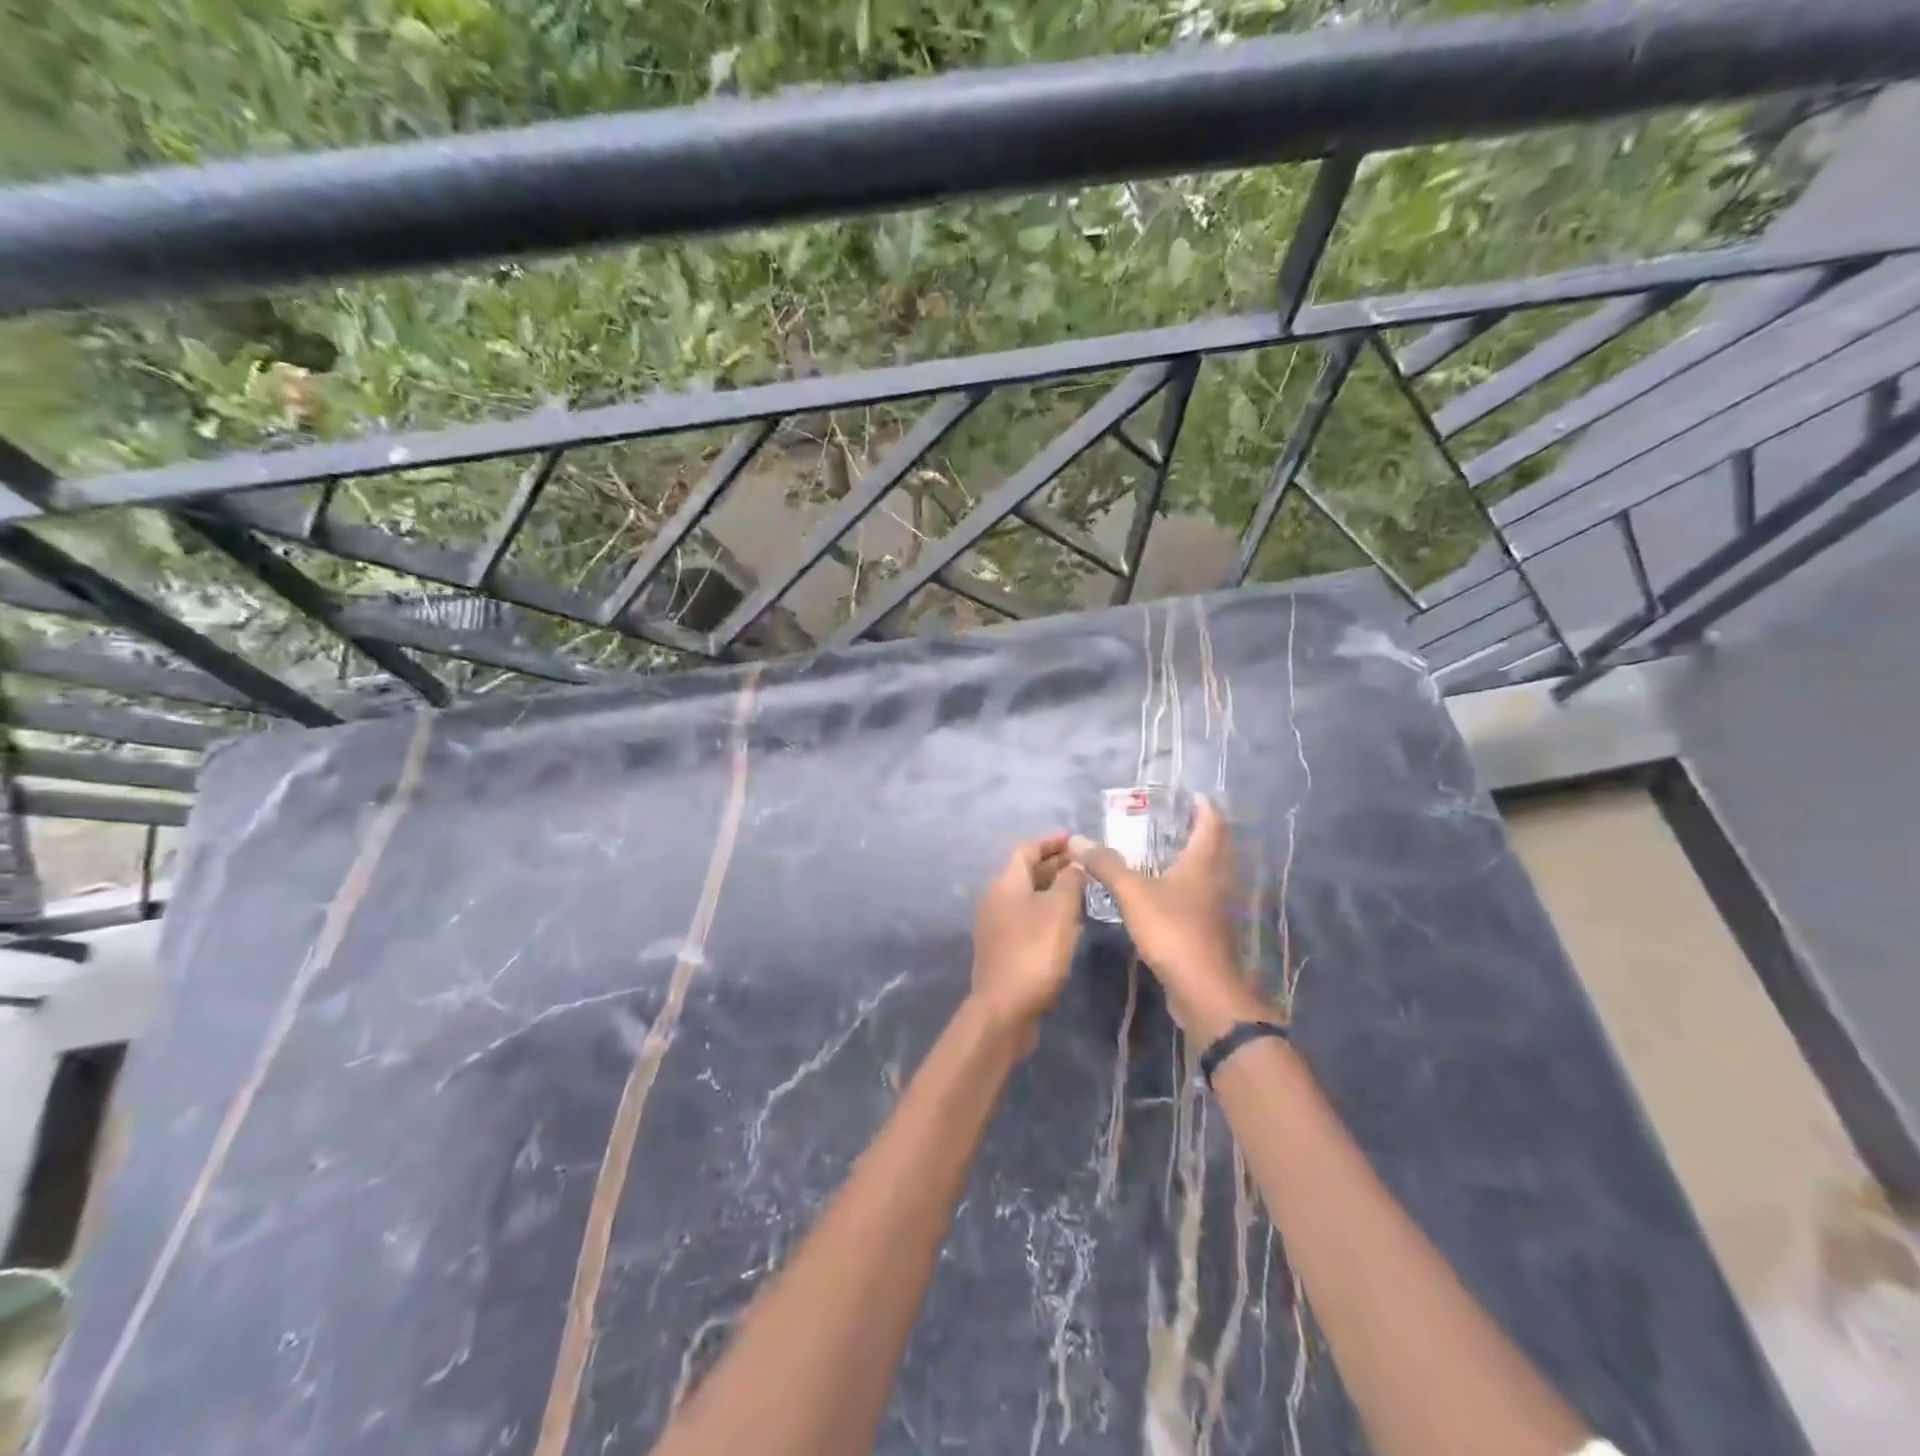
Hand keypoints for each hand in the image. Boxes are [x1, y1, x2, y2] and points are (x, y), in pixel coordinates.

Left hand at [969, 833, 1087, 1046]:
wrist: (1004, 1007)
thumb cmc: (1034, 952)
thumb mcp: (1060, 911)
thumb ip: (1069, 882)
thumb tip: (1075, 863)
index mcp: (1006, 883)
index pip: (1026, 850)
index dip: (1050, 842)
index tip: (1074, 839)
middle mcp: (996, 898)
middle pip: (1025, 872)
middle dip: (1054, 865)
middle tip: (1084, 863)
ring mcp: (996, 924)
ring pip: (1027, 895)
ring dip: (1052, 889)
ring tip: (1082, 889)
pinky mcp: (1002, 947)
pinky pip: (1026, 917)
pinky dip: (1046, 911)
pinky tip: (1068, 922)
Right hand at [1069, 796, 1263, 1038]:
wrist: (1203, 989)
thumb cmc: (1173, 930)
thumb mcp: (1133, 893)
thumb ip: (1106, 865)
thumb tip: (1077, 839)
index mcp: (1204, 863)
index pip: (1211, 823)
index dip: (1203, 806)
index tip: (1189, 794)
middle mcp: (1215, 879)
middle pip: (1212, 846)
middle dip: (1195, 830)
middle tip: (1169, 819)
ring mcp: (1214, 906)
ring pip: (1205, 872)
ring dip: (1188, 859)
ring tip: (1159, 851)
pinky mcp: (1207, 929)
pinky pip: (1196, 896)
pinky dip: (1181, 885)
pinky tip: (1159, 891)